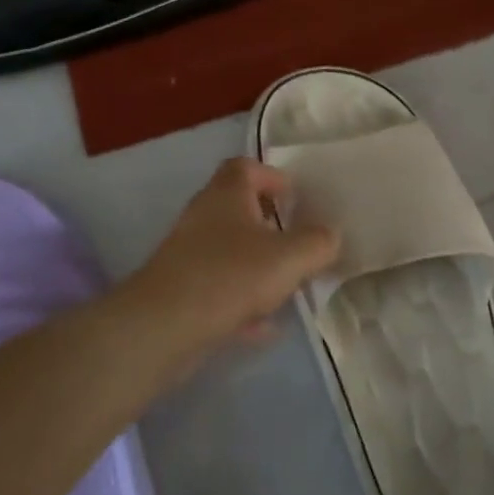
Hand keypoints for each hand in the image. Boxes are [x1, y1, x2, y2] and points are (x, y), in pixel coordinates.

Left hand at [124, 158, 339, 366]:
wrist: (163, 326)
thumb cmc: (229, 276)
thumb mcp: (288, 258)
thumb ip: (317, 243)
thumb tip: (330, 235)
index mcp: (227, 193)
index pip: (246, 167)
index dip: (271, 177)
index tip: (295, 197)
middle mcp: (204, 215)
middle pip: (239, 208)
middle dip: (270, 224)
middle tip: (297, 243)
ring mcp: (188, 252)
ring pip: (230, 250)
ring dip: (257, 265)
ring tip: (286, 286)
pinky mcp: (180, 288)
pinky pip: (219, 287)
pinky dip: (241, 300)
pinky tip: (262, 327)